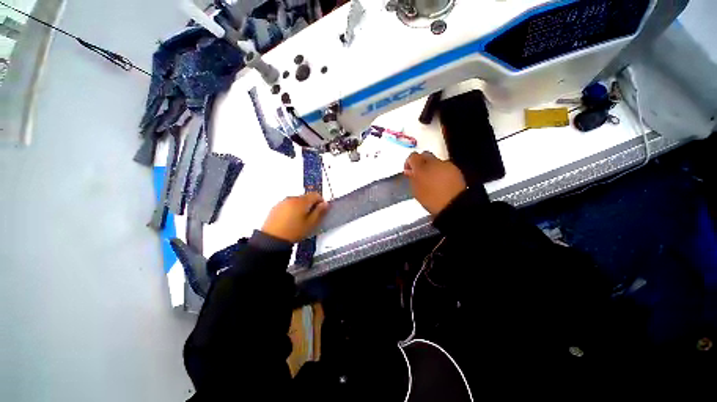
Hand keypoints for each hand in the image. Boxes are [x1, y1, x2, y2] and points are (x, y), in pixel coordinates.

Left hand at [261, 192, 328, 242]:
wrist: (272, 239)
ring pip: (297, 201)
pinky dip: (292, 209)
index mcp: (302, 201)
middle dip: (311, 205)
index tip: (321, 210)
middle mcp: (292, 198)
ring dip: (301, 207)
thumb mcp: (311, 223)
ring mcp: (282, 202)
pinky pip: (288, 205)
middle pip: (306, 197)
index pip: (316, 195)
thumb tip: (325, 204)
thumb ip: (320, 212)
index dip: (321, 201)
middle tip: (311, 217)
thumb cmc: (294, 231)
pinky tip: (291, 220)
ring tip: (300, 220)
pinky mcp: (276, 208)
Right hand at [404, 151, 465, 215]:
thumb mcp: (416, 190)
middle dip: (420, 162)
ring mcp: (446, 165)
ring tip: (430, 180)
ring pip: (435, 161)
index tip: (408, 170)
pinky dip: (440, 171)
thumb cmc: (432, 199)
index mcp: (421, 167)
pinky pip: (444, 167)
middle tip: (418, 173)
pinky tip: (440, 182)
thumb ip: (411, 178)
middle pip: (424, 155)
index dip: (409, 162)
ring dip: (431, 167)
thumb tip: (409, 171)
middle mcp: (434, 162)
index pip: (412, 156)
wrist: (453, 205)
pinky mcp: (455, 169)